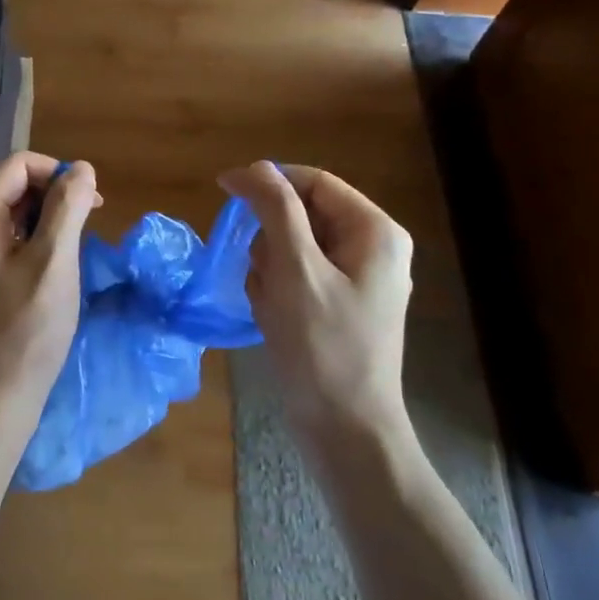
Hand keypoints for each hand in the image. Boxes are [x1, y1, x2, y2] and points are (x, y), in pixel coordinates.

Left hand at [0, 152, 99, 437]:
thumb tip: (81, 167)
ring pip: (15, 214)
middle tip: (87, 226)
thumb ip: (67, 208)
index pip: (18, 165)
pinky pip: (10, 240)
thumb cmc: (26, 329)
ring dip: (49, 220)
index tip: (89, 204)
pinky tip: (56, 269)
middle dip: (54, 195)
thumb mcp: (54, 262)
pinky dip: (37, 242)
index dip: (56, 173)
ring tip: (74, 249)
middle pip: (14, 186)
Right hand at [219, 161, 415, 446]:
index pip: (314, 182)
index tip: (224, 191)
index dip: (269, 181)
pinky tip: (273, 319)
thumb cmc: (322, 346)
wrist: (346, 431)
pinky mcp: (342, 306)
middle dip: (271, 239)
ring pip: (295, 248)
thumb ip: (276, 209)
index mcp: (375, 232)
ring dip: (270, 269)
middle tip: (260, 273)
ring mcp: (359, 280)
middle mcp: (373, 249)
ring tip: (268, 303)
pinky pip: (299, 277)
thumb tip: (253, 167)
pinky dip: (277, 291)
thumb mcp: (295, 269)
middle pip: (304, 215)